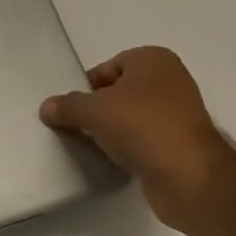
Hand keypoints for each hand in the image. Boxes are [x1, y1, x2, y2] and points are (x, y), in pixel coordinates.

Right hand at [40, 47, 235, 235]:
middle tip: (76, 127)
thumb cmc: (142, 126)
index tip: (69, 109)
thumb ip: (68, 106)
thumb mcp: (94, 110)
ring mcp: (179, 113)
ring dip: (113, 130)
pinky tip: (114, 160)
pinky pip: (145, 140)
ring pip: (132, 117)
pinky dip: (129, 148)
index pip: (107, 68)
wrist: (189, 176)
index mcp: (153, 60)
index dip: (86, 87)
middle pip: (119, 92)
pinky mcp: (180, 144)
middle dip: (98, 109)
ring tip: (92, 145)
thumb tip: (47, 106)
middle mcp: (170, 80)